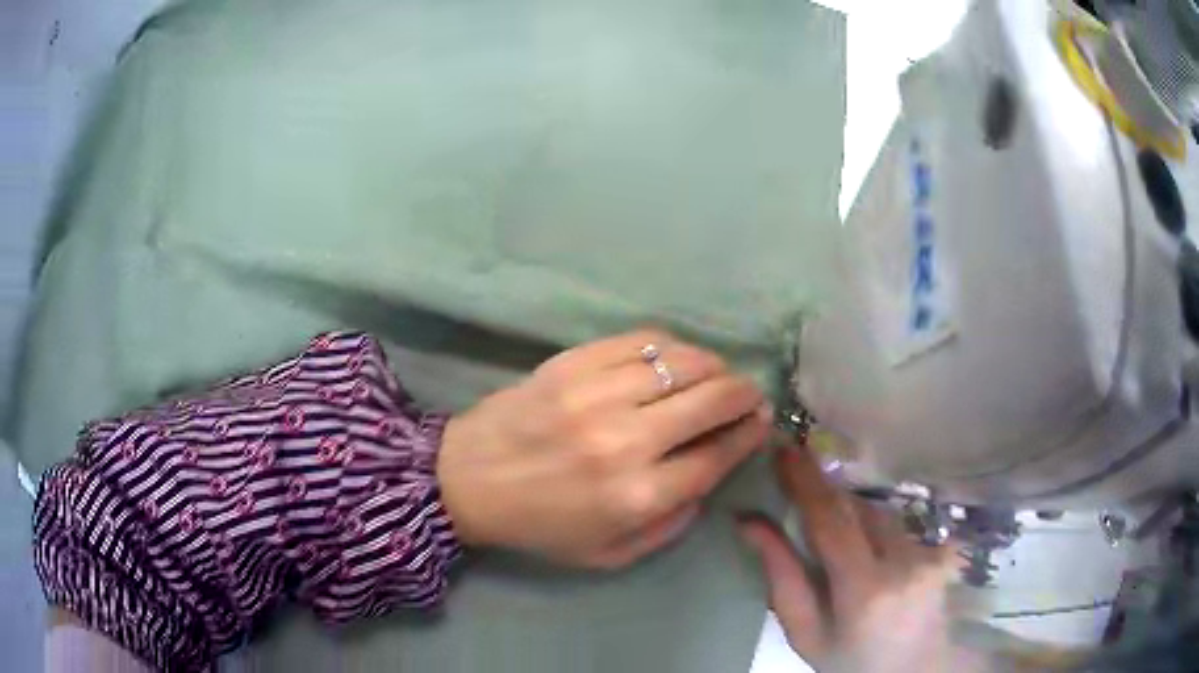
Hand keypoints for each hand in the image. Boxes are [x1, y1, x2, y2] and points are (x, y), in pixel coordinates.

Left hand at [438, 330, 771, 568]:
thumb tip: (708, 478)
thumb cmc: (540, 526)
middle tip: (747, 395)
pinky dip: (670, 345)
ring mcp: (596, 394)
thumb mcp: (610, 554)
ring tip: (716, 374)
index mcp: (637, 495)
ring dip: (713, 366)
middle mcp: (626, 440)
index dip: (749, 435)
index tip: (761, 422)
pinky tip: (674, 357)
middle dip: (743, 394)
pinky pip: (640, 340)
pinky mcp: (572, 363)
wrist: (468, 481)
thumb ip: (669, 525)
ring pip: (682, 361)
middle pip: (711, 400)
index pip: (717, 455)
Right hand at [738, 448, 981, 672]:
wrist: (913, 669)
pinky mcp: (940, 549)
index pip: (832, 524)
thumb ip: (781, 578)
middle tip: (793, 471)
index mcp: (864, 590)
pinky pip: (897, 524)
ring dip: (848, 510)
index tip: (783, 450)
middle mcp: (903, 562)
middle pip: (856, 509)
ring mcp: (928, 554)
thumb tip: (749, 522)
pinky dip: (872, 525)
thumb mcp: (805, 632)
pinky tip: (863, 545)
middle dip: (823, 490)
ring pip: (878, 512)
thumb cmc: (849, 660)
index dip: (806, 484)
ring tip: (826, 524)